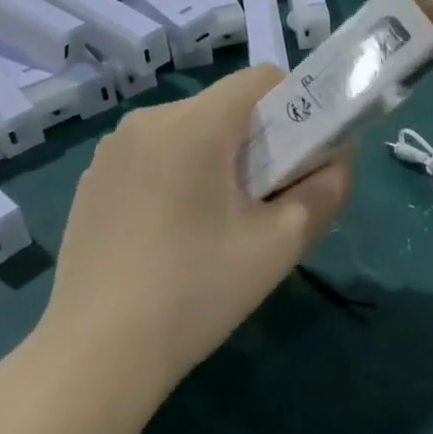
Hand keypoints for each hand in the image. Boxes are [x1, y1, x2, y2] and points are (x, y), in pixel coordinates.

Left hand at [37, 67, 352, 393]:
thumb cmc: (197, 291)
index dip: (295, 105)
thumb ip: (326, 189)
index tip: (301, 155)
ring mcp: (112, 150)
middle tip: (266, 200)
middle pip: (226, 106)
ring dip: (217, 158)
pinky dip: (178, 174)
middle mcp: (149, 120)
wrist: (96, 355)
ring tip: (219, 223)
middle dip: (258, 139)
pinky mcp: (93, 180)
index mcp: (195, 124)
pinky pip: (154, 155)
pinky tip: (173, 234)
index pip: (262, 78)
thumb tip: (340, 157)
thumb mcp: (281, 243)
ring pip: (190, 131)